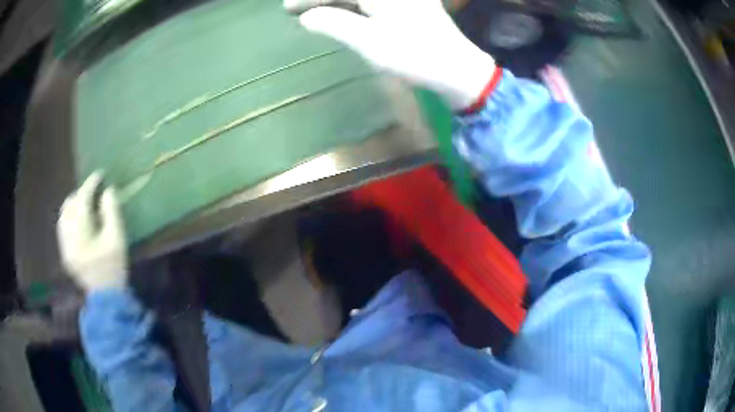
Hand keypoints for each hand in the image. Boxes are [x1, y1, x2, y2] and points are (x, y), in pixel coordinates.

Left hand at [57, 172, 127, 291]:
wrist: (106, 297)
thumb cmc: (113, 268)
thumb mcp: (117, 239)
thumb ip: (111, 212)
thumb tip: (107, 191)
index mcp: (81, 236)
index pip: (81, 202)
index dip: (90, 185)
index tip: (99, 175)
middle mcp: (68, 239)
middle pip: (69, 206)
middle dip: (81, 194)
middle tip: (93, 191)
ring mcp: (65, 247)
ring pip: (64, 216)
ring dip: (74, 205)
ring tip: (85, 203)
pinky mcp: (65, 253)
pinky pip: (63, 227)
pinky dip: (70, 217)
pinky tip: (78, 219)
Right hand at [294, 0, 495, 108]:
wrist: (458, 69)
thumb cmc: (414, 56)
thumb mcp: (368, 41)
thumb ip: (334, 23)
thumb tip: (307, 17)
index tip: (287, 6)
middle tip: (293, 6)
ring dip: (336, 1)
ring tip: (313, 9)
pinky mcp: (411, 6)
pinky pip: (372, 2)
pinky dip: (353, 6)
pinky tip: (341, 12)